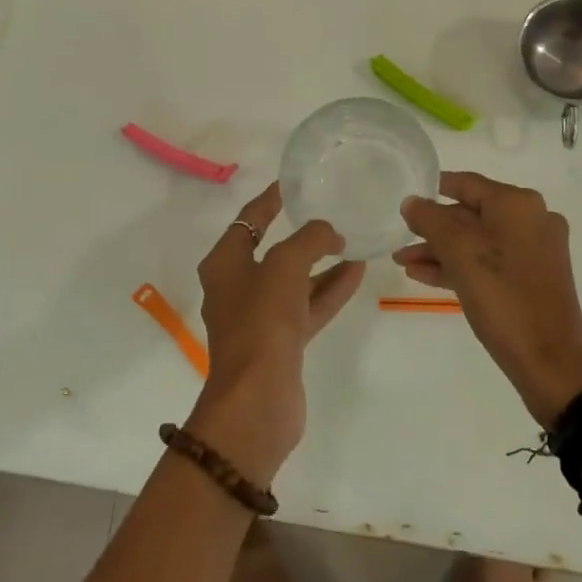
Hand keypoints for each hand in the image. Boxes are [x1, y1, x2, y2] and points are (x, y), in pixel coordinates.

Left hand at [187, 182, 365, 482]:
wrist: (258, 398)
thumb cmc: (262, 321)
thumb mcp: (285, 265)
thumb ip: (310, 239)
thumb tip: (330, 233)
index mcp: (225, 264)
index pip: (248, 220)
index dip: (269, 200)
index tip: (291, 183)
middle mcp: (237, 288)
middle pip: (272, 251)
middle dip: (301, 234)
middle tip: (330, 213)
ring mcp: (259, 318)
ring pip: (295, 281)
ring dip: (322, 263)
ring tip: (354, 242)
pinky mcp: (281, 343)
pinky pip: (308, 306)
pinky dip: (329, 290)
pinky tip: (357, 272)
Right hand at [396, 172, 581, 427]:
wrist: (550, 363)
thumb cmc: (503, 299)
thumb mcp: (460, 254)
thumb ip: (431, 221)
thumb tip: (412, 201)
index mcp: (519, 204)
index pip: (467, 183)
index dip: (434, 188)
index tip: (405, 195)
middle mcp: (532, 219)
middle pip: (472, 213)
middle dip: (433, 228)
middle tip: (399, 239)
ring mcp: (536, 250)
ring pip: (479, 241)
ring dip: (441, 250)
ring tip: (404, 263)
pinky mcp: (534, 278)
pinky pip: (490, 262)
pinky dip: (460, 266)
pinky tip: (426, 277)